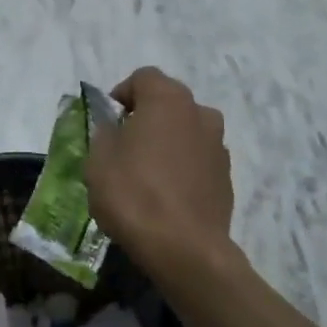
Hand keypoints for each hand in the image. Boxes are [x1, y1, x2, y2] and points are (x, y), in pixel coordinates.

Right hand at [85, 67, 233, 274]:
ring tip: (147, 172)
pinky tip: (167, 194)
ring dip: (168, 141)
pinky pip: (198, 159)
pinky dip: (183, 166)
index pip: (143, 77)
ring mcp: (219, 145)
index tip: (109, 121)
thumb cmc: (134, 195)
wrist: (186, 249)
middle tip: (125, 145)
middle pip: (168, 102)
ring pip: (186, 130)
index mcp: (167, 100)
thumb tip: (115, 128)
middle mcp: (199, 113)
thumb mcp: (99, 160)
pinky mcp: (227, 176)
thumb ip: (105, 134)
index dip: (122, 94)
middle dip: (147, 116)